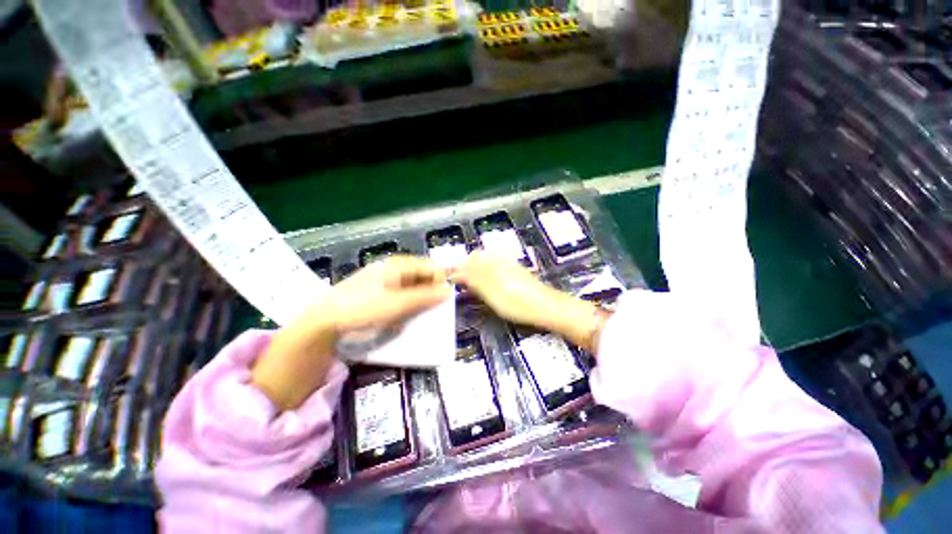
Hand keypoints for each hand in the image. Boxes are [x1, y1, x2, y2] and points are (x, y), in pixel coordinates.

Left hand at [324, 255, 452, 333]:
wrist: (326, 319)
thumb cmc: (364, 307)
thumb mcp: (398, 303)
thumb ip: (425, 297)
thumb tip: (448, 291)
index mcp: (399, 265)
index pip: (430, 266)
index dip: (440, 281)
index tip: (443, 299)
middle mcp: (394, 268)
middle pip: (421, 276)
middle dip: (430, 291)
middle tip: (432, 309)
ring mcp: (385, 279)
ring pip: (412, 286)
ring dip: (419, 299)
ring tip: (418, 314)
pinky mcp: (379, 291)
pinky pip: (401, 294)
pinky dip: (407, 303)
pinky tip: (404, 314)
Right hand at [452, 251, 604, 350]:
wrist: (547, 307)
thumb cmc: (517, 303)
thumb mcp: (491, 293)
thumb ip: (474, 280)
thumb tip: (456, 270)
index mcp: (492, 264)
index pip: (469, 261)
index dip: (458, 270)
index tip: (450, 281)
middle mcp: (500, 261)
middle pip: (478, 258)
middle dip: (467, 269)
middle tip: (460, 285)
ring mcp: (510, 266)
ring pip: (487, 263)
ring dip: (477, 271)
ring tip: (472, 286)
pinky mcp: (517, 273)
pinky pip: (496, 268)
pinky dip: (487, 275)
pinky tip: (489, 286)